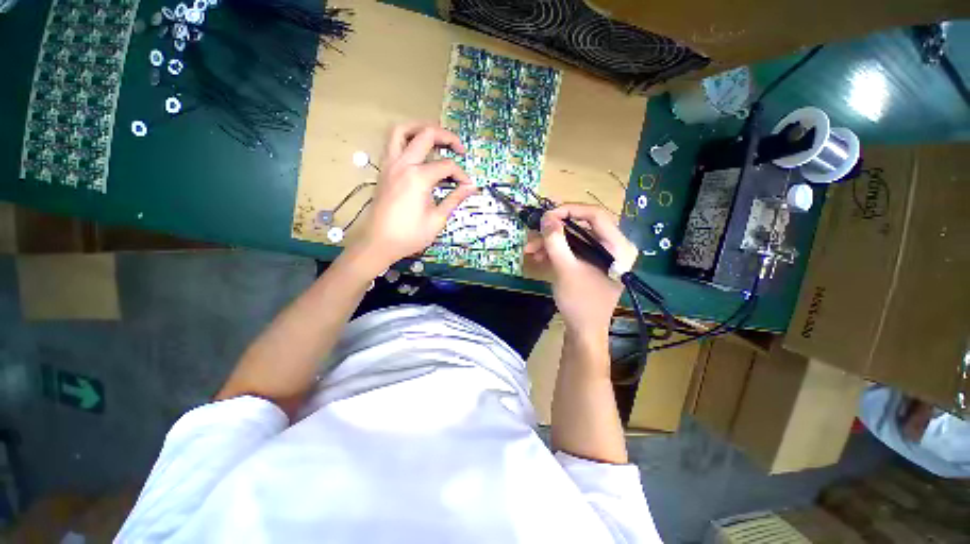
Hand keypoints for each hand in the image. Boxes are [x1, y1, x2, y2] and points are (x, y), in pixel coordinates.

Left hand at [352, 123, 477, 266]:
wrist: (379, 243)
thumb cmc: (410, 235)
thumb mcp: (437, 219)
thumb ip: (454, 199)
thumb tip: (471, 187)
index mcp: (419, 177)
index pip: (447, 166)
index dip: (462, 175)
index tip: (468, 187)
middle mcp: (403, 164)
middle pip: (426, 134)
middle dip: (447, 137)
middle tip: (459, 149)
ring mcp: (390, 164)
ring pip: (402, 130)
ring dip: (421, 128)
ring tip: (436, 138)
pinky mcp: (384, 169)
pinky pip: (392, 143)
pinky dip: (407, 139)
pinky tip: (418, 152)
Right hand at [524, 204, 637, 336]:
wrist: (584, 331)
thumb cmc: (580, 302)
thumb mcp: (565, 269)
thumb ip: (555, 241)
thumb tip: (547, 217)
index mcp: (618, 246)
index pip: (595, 215)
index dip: (569, 210)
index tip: (546, 216)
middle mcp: (614, 246)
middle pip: (582, 225)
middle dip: (554, 230)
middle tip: (534, 233)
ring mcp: (602, 255)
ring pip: (574, 238)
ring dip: (550, 242)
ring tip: (529, 250)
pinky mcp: (592, 263)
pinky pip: (573, 249)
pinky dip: (555, 251)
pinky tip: (539, 257)